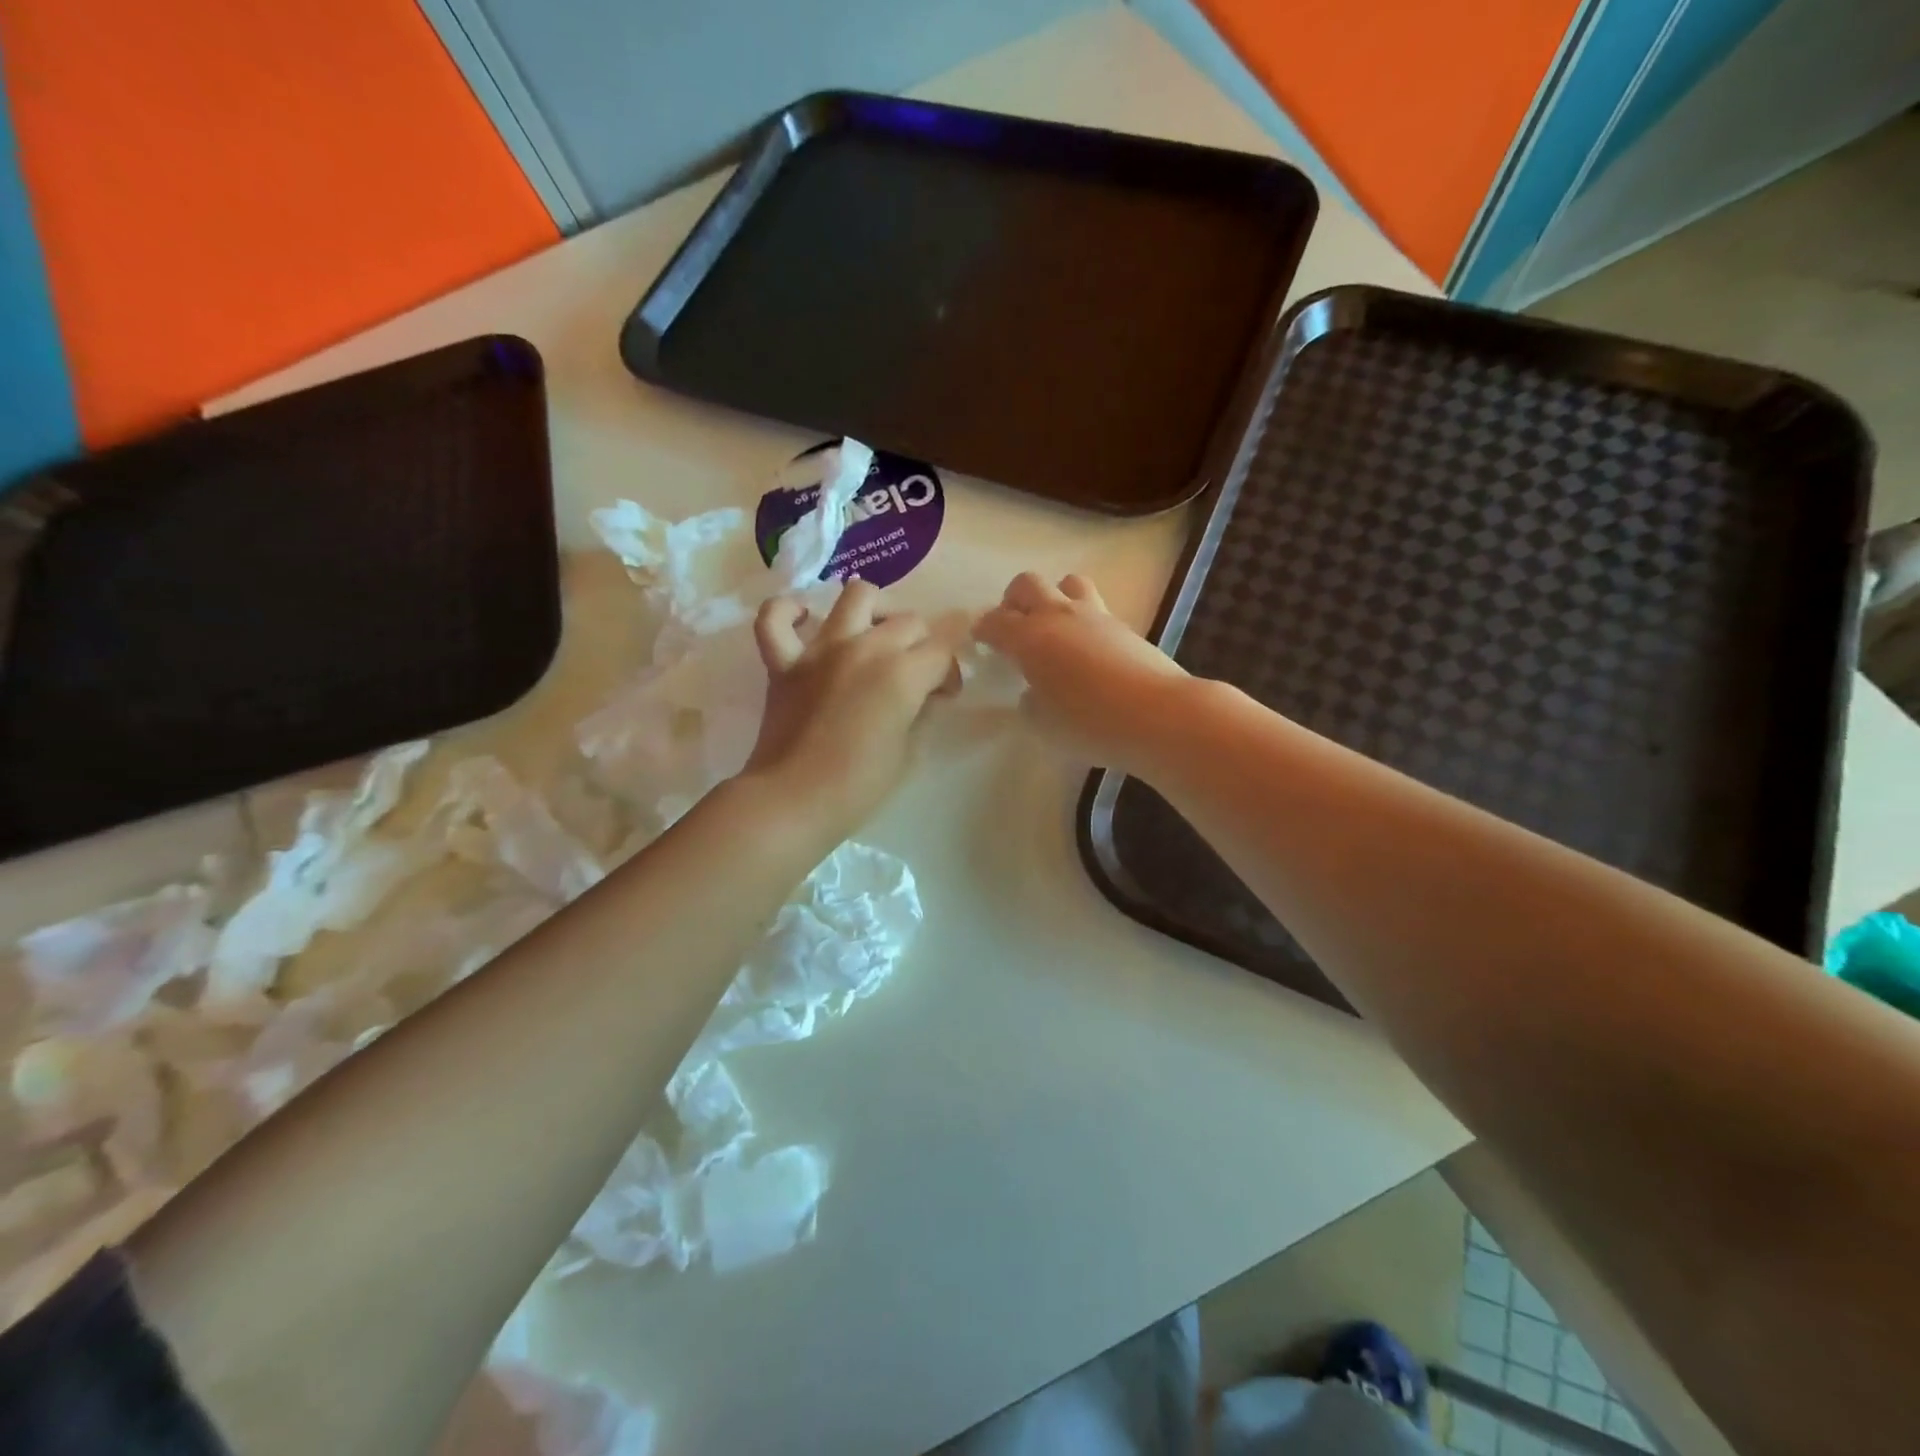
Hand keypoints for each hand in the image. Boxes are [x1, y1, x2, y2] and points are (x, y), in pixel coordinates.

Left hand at [744, 581, 957, 837]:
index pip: (943, 649)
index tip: (944, 693)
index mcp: (902, 674)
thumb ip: (921, 711)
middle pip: (908, 621)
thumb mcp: (909, 751)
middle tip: (916, 675)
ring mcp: (820, 649)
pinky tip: (803, 619)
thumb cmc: (859, 786)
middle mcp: (865, 648)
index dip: (951, 670)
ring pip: (856, 596)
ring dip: (874, 609)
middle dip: (922, 644)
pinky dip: (788, 611)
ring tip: (875, 632)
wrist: (793, 800)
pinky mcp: (784, 661)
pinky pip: (775, 618)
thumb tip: (923, 693)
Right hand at [974, 573, 1189, 772]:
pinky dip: (1083, 620)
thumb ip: (1030, 703)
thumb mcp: (1043, 725)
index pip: (995, 621)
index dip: (983, 628)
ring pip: (1067, 583)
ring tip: (1055, 627)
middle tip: (1014, 626)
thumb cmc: (1089, 723)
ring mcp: (1095, 616)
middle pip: (1027, 584)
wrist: (1158, 714)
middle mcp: (1058, 616)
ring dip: (1055, 597)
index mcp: (1029, 638)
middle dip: (1014, 600)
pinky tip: (1087, 649)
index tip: (980, 639)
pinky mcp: (1124, 626)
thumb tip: (1034, 692)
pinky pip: (1095, 608)